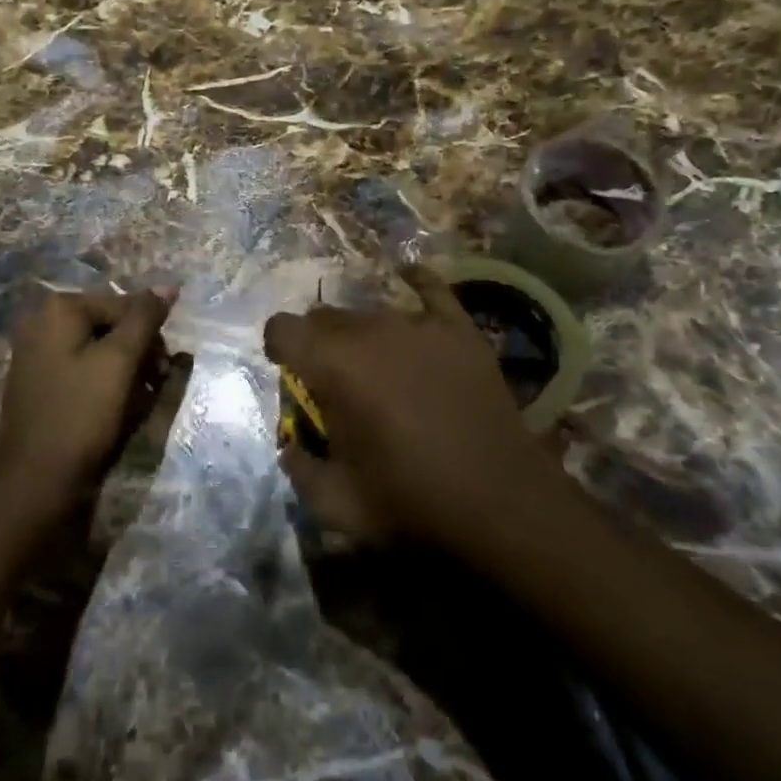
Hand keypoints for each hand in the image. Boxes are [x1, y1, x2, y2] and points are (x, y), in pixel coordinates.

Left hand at [0, 288, 177, 517]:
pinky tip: (115, 411)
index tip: (163, 370)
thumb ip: (145, 318)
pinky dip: (104, 385)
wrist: (35, 482)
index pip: (124, 305)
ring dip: (126, 372)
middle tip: (153, 386)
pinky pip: (83, 371)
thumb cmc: (82, 414)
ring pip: (100, 350)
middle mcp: (43, 323)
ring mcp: (38, 354)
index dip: (150, 335)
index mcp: (59, 309)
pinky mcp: (40, 384)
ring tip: (136, 403)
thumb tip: (168, 286)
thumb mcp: (121, 361)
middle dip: (138, 353)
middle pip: (111, 326)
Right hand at [264, 265, 548, 550]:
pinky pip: (430, 287)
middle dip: (319, 344)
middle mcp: (369, 330)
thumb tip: (291, 445)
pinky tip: (408, 276)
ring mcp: (417, 324)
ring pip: (370, 312)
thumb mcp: (337, 503)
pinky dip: (415, 281)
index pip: (283, 328)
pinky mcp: (457, 328)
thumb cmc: (412, 502)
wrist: (501, 502)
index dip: (278, 347)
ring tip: (379, 367)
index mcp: (333, 365)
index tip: (288, 371)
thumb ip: (299, 468)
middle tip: (335, 382)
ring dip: (362, 334)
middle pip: (325, 317)